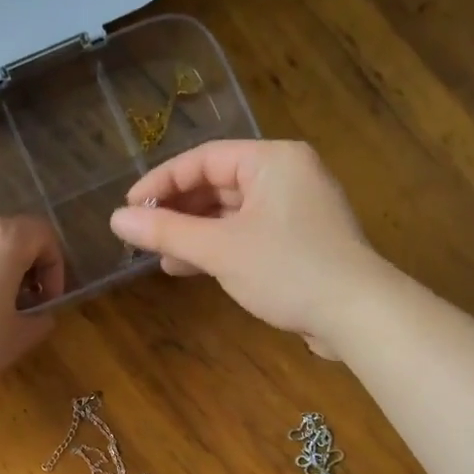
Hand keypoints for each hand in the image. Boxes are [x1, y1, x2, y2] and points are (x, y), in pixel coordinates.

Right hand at [110, 140, 385, 357]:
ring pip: (232, 212)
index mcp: (272, 160)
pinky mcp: (301, 240)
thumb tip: (116, 219)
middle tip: (142, 234)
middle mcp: (287, 175)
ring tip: (160, 256)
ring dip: (195, 233)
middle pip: (218, 184)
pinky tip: (190, 268)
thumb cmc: (288, 269)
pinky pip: (249, 233)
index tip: (129, 208)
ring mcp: (297, 209)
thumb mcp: (220, 249)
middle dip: (178, 211)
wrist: (357, 314)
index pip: (204, 159)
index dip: (161, 182)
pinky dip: (220, 247)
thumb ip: (167, 231)